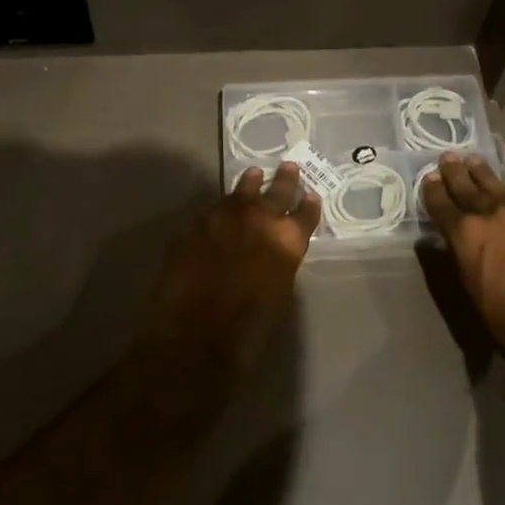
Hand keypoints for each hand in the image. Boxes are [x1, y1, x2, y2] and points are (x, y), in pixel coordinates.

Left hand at [143, 163, 321, 381]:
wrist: (194, 337)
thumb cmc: (247, 331)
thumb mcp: (279, 295)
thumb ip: (280, 264)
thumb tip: (275, 252)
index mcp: (287, 242)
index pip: (305, 214)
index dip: (309, 205)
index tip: (311, 196)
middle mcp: (260, 220)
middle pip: (277, 192)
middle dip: (285, 181)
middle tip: (289, 167)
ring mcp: (225, 217)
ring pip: (242, 192)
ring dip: (250, 184)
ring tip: (254, 175)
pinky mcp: (196, 224)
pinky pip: (214, 208)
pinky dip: (223, 206)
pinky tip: (222, 208)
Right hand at [420, 153, 504, 357]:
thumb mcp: (470, 286)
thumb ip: (463, 253)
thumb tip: (459, 238)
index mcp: (467, 233)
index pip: (443, 205)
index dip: (434, 191)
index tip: (429, 178)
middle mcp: (494, 215)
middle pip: (469, 188)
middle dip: (456, 173)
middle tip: (448, 157)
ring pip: (500, 188)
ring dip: (484, 175)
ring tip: (474, 161)